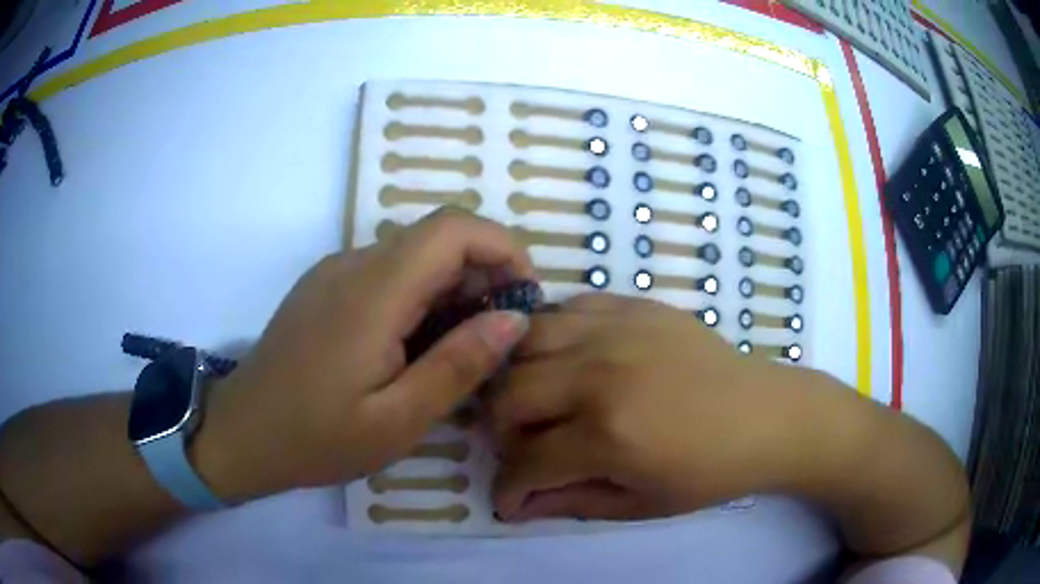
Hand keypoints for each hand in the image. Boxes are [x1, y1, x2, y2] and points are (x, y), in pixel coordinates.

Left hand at [195, 209, 533, 500]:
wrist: (242, 434)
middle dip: (484, 273)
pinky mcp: (325, 287)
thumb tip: (514, 319)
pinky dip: (421, 294)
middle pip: (438, 236)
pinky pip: (387, 271)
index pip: (454, 228)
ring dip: (453, 287)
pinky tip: (416, 346)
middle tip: (497, 337)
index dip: (504, 249)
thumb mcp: (398, 420)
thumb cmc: (316, 437)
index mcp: (374, 291)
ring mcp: (335, 272)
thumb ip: (459, 364)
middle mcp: (354, 264)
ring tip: (460, 348)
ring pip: (414, 253)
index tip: (524, 299)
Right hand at [490, 293, 803, 521]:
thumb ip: (570, 503)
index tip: (509, 499)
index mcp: (608, 435)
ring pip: (525, 340)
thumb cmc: (710, 472)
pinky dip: (553, 336)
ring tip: (537, 400)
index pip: (525, 462)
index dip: (508, 489)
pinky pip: (568, 307)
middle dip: (501, 431)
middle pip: (509, 394)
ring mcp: (617, 330)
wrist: (768, 416)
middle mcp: (601, 374)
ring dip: (517, 377)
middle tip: (524, 448)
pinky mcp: (634, 306)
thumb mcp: (641, 504)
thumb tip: (514, 506)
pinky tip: (568, 360)